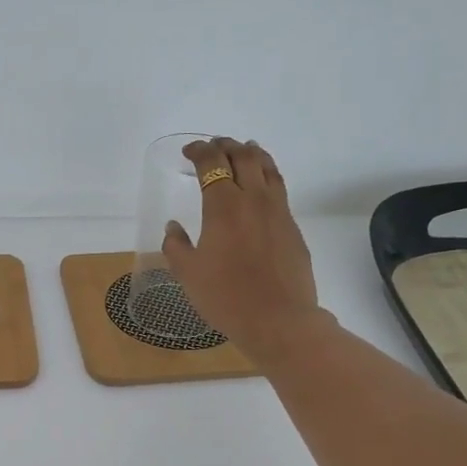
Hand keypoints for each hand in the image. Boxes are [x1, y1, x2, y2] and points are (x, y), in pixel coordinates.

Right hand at [162, 137, 323, 365]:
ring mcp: (278, 211)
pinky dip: (267, 175)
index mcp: (223, 206)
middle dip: (226, 145)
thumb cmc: (226, 297)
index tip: (189, 153)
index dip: (199, 152)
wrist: (278, 320)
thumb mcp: (188, 274)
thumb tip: (174, 227)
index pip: (212, 164)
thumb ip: (177, 246)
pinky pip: (279, 188)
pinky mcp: (292, 227)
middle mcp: (253, 199)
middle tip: (213, 147)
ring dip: (252, 153)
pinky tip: (262, 185)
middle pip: (243, 156)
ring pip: (267, 167)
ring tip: (244, 149)